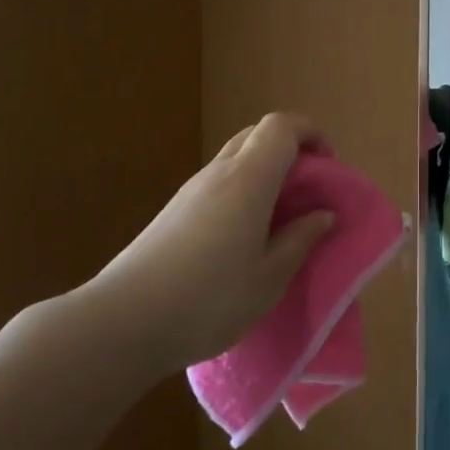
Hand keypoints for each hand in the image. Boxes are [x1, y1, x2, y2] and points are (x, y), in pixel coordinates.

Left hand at [81, 113, 337, 374]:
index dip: (310, 132)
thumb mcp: (269, 278)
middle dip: (290, 150)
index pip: (282, 126)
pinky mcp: (172, 213)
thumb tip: (324, 214)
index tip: (328, 166)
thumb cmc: (208, 299)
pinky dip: (242, 192)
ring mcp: (190, 191)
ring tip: (280, 219)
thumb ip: (301, 240)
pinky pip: (218, 182)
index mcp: (249, 179)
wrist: (121, 323)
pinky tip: (243, 238)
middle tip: (308, 191)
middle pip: (258, 134)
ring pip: (236, 158)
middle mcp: (218, 173)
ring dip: (265, 173)